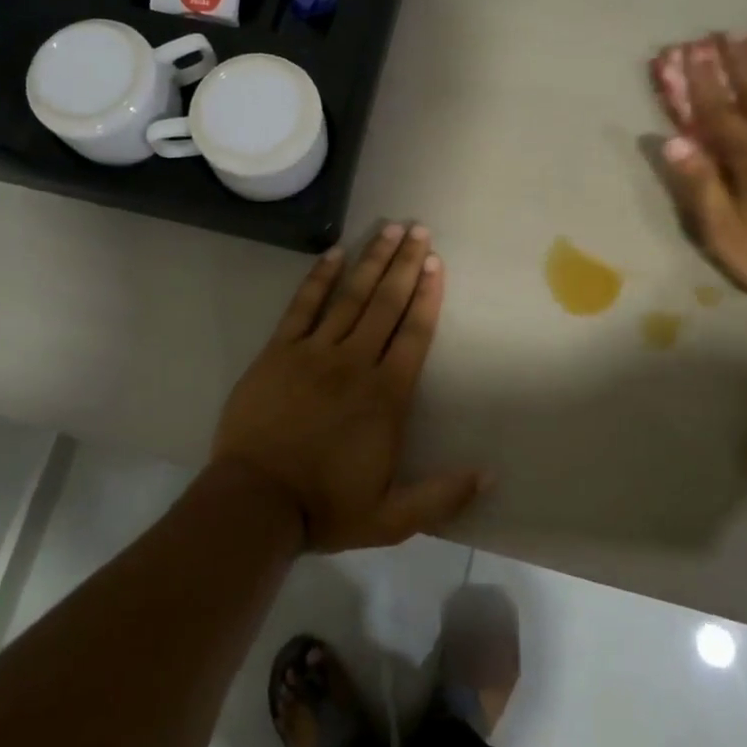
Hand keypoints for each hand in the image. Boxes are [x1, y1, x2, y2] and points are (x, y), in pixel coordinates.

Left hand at [212, 224, 489, 551]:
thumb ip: (442, 496)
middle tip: (418, 229)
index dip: (427, 296)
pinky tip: (334, 253)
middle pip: (386, 303)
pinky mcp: (279, 352)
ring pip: (350, 297)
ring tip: (389, 228)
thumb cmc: (325, 508)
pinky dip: (318, 278)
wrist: (256, 504)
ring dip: (371, 260)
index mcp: (386, 396)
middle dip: (404, 264)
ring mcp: (314, 353)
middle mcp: (355, 363)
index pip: (414, 333)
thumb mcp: (392, 518)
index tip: (436, 262)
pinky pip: (302, 306)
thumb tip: (490, 476)